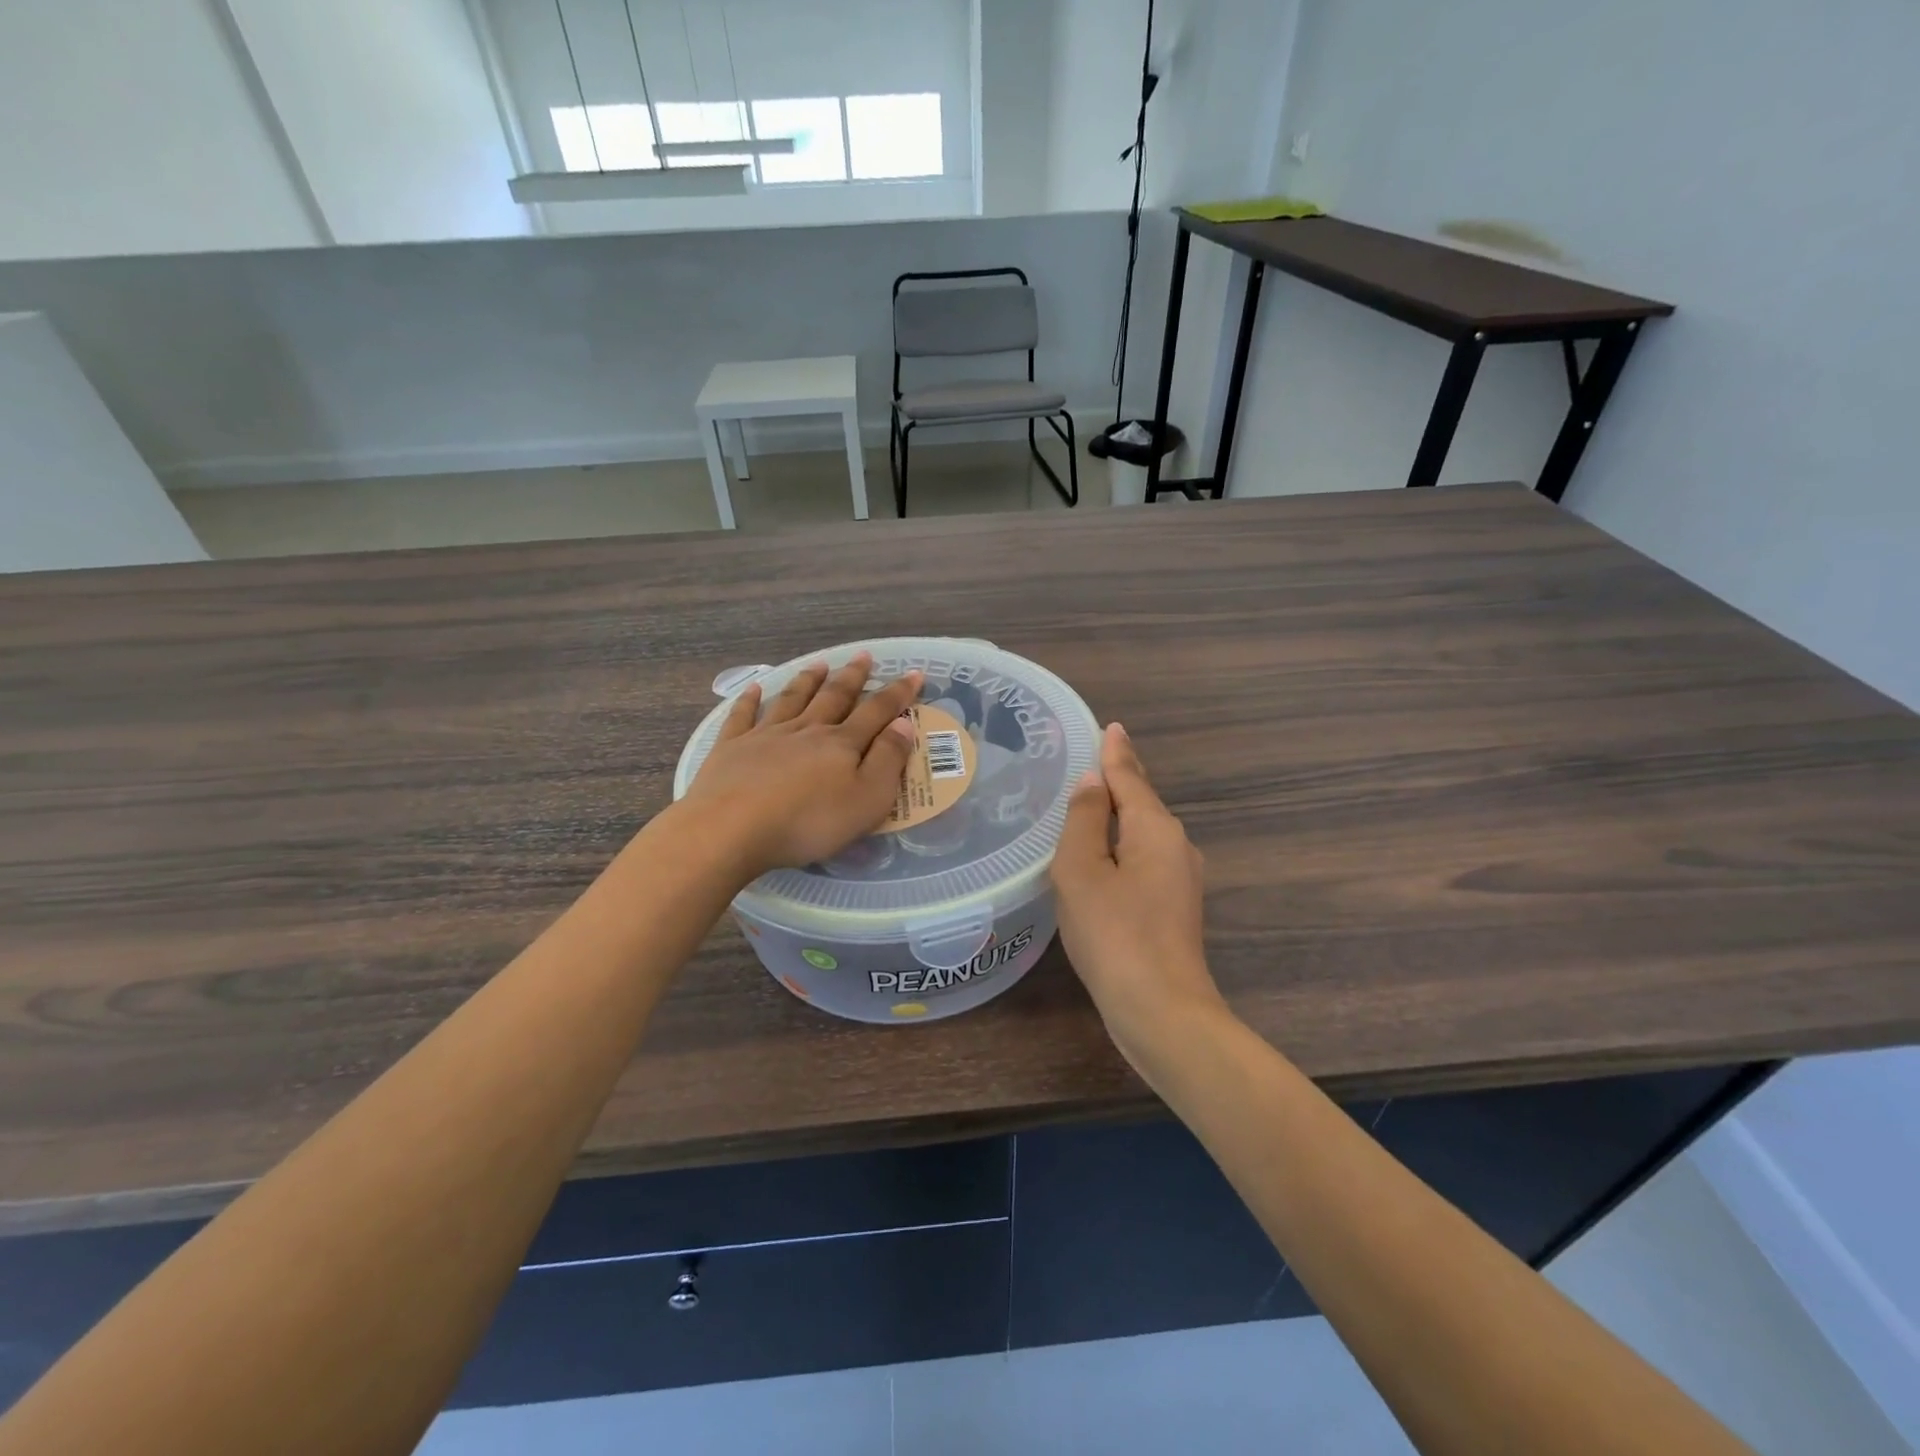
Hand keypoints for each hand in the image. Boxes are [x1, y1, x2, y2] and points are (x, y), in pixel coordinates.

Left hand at [679, 652, 922, 880]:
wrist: (731, 829)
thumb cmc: (808, 822)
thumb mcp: (866, 799)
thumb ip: (887, 760)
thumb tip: (903, 724)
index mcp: (841, 744)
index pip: (877, 712)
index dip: (898, 693)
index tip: (914, 673)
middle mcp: (806, 730)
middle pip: (834, 697)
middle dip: (852, 677)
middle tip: (863, 656)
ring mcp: (765, 736)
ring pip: (792, 699)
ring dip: (808, 680)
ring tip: (819, 664)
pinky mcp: (731, 749)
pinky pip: (742, 716)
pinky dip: (749, 700)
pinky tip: (753, 688)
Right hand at [1051, 723, 1229, 1073]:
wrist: (1161, 1011)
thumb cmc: (1114, 934)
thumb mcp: (1082, 870)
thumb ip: (1085, 819)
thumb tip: (1093, 782)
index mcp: (1154, 829)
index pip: (1130, 777)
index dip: (1115, 752)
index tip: (1110, 726)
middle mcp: (1175, 846)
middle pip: (1141, 802)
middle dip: (1118, 781)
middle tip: (1090, 760)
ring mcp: (1179, 880)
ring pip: (1142, 833)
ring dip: (1118, 816)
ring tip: (1089, 802)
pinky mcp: (1173, 908)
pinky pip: (1142, 860)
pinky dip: (1120, 847)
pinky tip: (1102, 856)